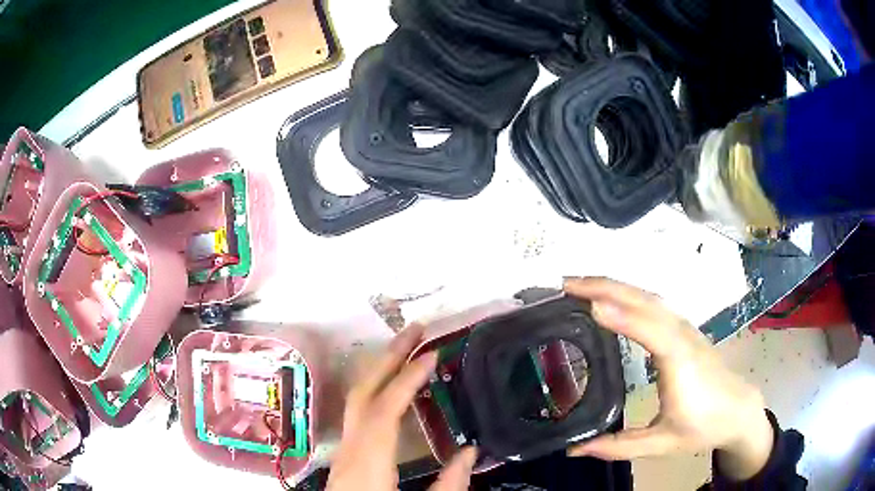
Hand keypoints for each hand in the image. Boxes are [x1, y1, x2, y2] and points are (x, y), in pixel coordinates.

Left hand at [327, 323, 478, 490]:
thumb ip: (449, 485)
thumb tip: (470, 452)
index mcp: (368, 462)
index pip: (384, 409)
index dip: (407, 378)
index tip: (432, 354)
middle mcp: (349, 449)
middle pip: (363, 393)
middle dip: (388, 357)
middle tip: (415, 331)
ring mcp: (343, 451)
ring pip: (357, 400)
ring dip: (381, 370)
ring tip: (407, 350)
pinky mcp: (345, 456)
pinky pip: (359, 413)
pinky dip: (377, 391)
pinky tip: (393, 391)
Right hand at [563, 277, 773, 480]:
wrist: (738, 409)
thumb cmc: (703, 427)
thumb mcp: (661, 444)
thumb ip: (617, 447)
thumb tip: (574, 449)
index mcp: (680, 362)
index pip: (651, 330)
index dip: (622, 316)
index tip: (588, 305)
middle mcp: (682, 336)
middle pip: (645, 300)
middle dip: (606, 286)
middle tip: (565, 285)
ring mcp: (684, 328)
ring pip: (648, 296)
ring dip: (614, 285)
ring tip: (579, 285)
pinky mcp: (683, 328)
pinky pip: (653, 303)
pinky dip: (627, 293)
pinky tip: (611, 297)